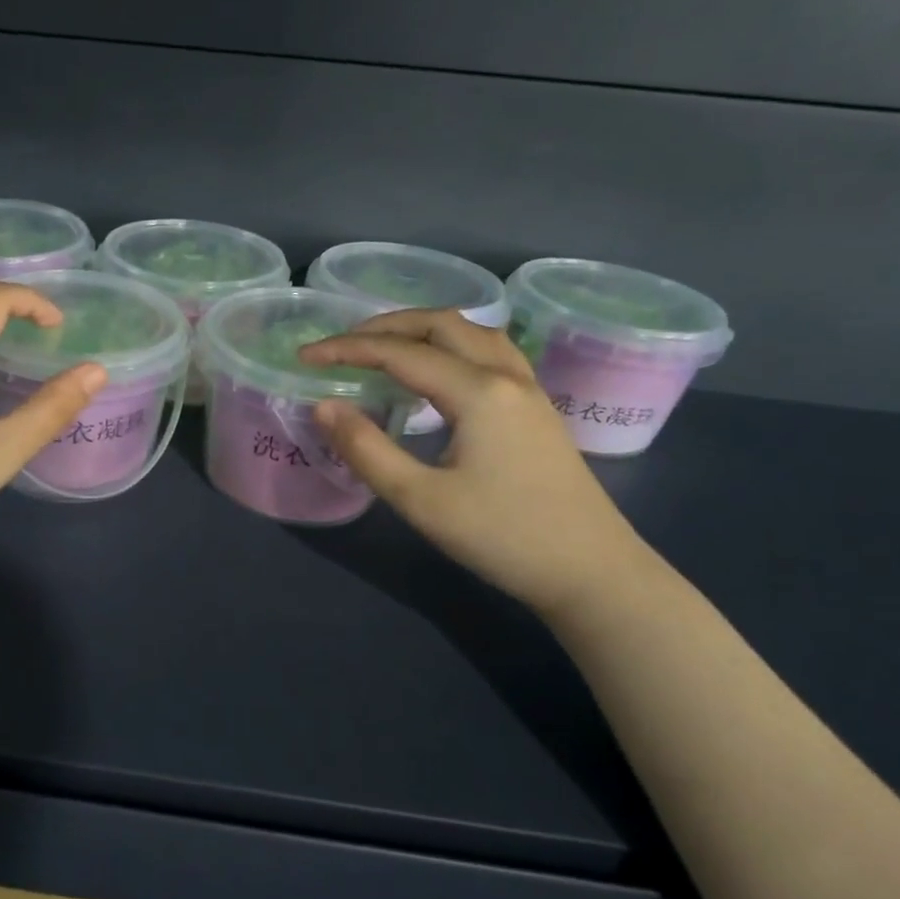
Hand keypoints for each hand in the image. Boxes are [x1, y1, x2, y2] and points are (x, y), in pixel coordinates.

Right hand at [301, 310, 659, 617]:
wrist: (594, 574)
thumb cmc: (504, 537)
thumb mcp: (422, 500)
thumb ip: (367, 449)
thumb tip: (324, 406)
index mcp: (478, 392)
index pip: (400, 352)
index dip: (347, 349)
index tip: (305, 356)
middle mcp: (506, 375)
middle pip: (441, 323)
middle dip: (385, 326)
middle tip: (342, 346)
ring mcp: (528, 389)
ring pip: (471, 331)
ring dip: (422, 328)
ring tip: (384, 347)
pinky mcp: (537, 408)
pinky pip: (489, 351)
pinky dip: (451, 344)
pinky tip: (437, 371)